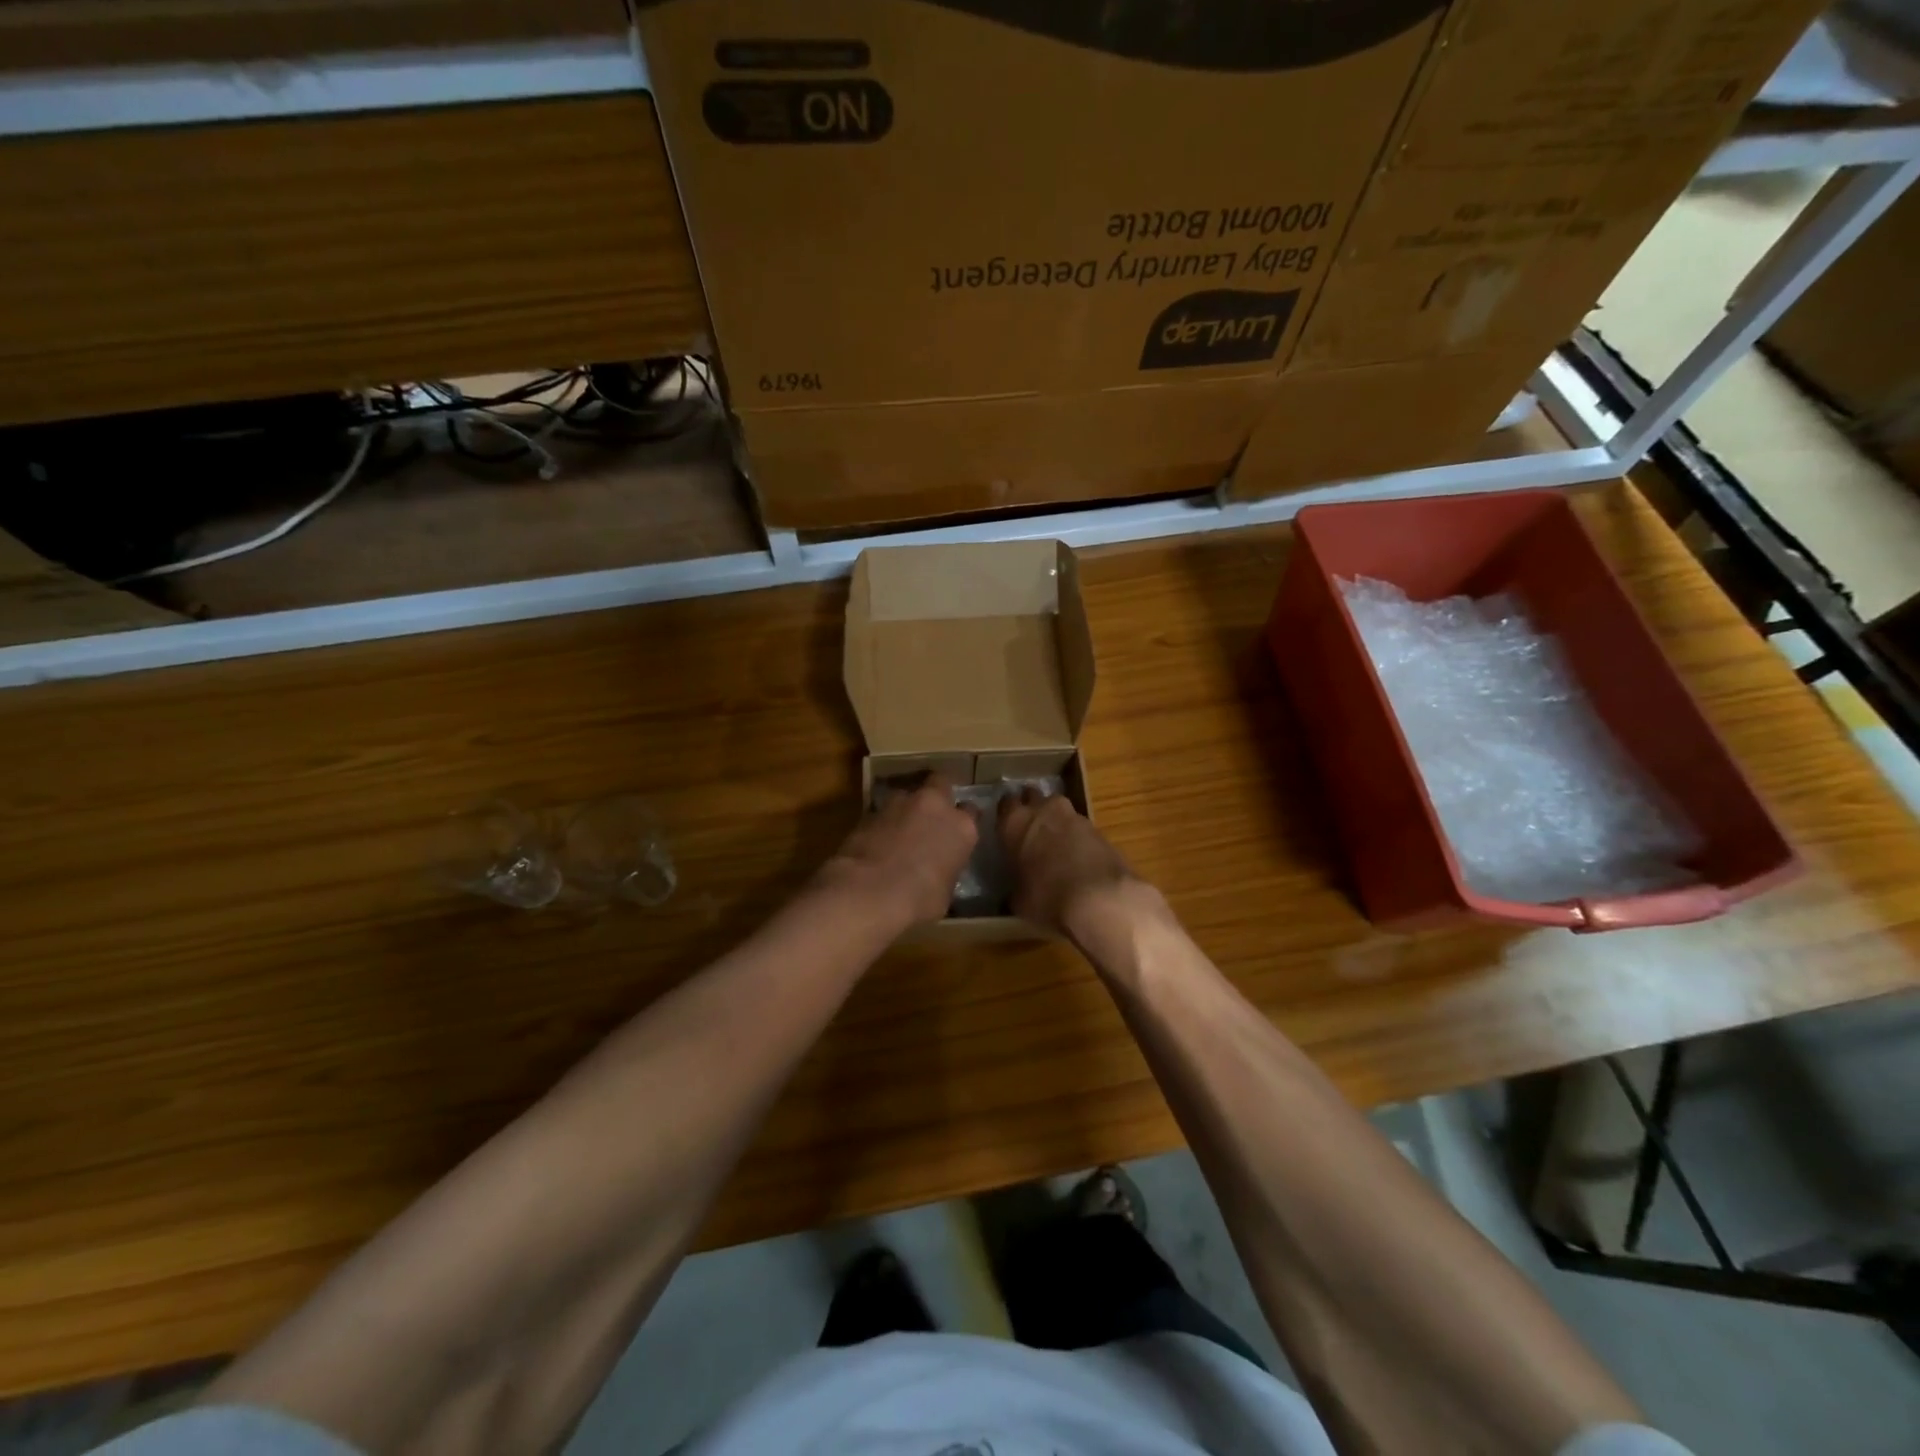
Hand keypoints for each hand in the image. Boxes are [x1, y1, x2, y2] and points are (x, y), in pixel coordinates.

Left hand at [821, 775, 977, 930]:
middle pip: (941, 783)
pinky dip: (883, 822)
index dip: (964, 821)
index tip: (958, 832)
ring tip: (900, 829)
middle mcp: (934, 806)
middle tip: (932, 814)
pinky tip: (878, 840)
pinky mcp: (870, 810)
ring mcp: (900, 803)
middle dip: (938, 794)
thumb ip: (946, 870)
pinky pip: (883, 811)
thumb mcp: (945, 893)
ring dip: (906, 808)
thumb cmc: (918, 900)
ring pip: (908, 794)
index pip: (972, 812)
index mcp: (962, 827)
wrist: (868, 891)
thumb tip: (939, 872)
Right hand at [998, 787, 1150, 942]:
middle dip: (1031, 808)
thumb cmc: (1047, 896)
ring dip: (1056, 821)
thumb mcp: (1018, 899)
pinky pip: (1080, 827)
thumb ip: (1015, 885)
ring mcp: (1074, 816)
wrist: (1099, 898)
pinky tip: (1077, 857)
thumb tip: (1018, 890)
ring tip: (1055, 844)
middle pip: (1033, 797)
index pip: (1005, 803)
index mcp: (1015, 822)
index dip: (1006, 814)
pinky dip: (1076, 837)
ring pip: (1059, 809)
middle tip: (1029, 830)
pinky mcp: (1098, 828)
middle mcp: (1043, 810)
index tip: (1006, 826)